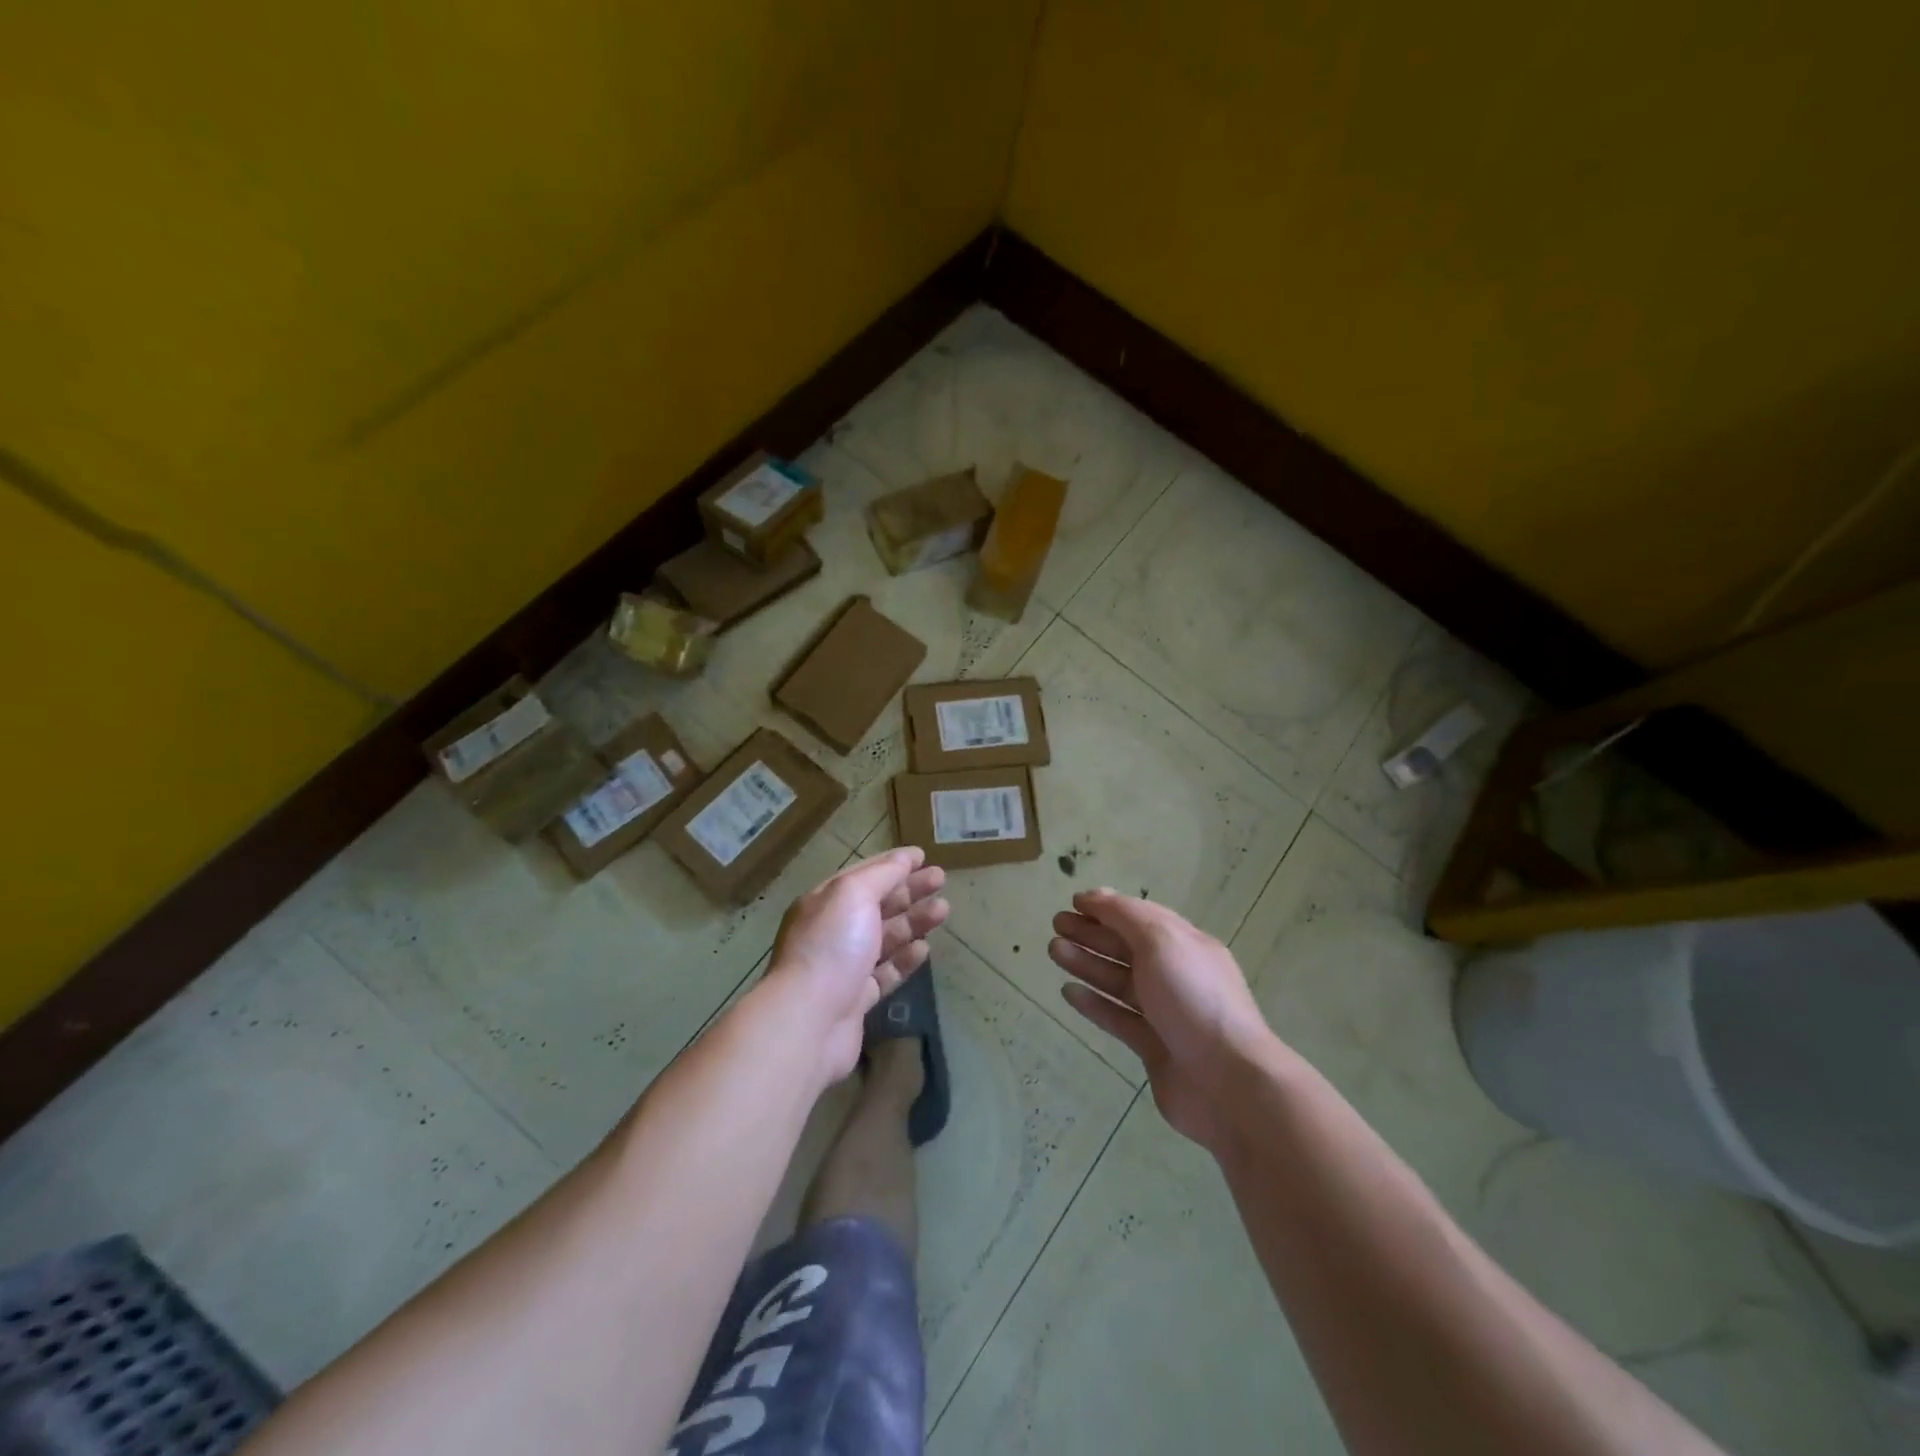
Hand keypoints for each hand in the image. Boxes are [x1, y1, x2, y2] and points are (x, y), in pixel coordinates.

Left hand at [766, 847, 947, 1087]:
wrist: (808, 1021)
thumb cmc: (831, 946)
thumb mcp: (853, 894)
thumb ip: (881, 874)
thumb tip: (904, 858)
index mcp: (825, 901)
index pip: (863, 874)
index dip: (893, 863)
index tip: (923, 856)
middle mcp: (832, 931)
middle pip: (877, 904)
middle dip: (909, 889)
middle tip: (941, 879)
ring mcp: (843, 967)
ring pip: (885, 938)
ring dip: (913, 921)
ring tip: (944, 910)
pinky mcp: (856, 1000)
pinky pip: (885, 973)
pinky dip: (905, 959)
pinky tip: (925, 949)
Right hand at [1051, 888, 1272, 1153]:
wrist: (1227, 1081)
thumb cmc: (1193, 998)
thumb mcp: (1161, 941)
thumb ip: (1125, 916)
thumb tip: (1095, 896)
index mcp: (1186, 945)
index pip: (1142, 917)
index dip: (1108, 907)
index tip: (1074, 902)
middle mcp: (1176, 975)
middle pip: (1127, 947)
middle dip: (1092, 933)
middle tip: (1056, 924)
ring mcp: (1165, 1014)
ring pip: (1119, 981)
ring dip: (1087, 963)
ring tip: (1054, 950)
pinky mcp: (1153, 1047)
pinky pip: (1118, 1018)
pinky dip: (1094, 1003)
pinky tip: (1068, 992)